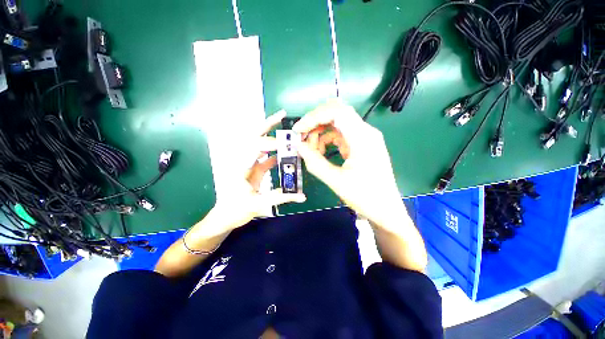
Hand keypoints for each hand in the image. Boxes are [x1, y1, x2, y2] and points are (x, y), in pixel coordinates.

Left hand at [211, 110, 305, 229]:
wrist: (225, 217)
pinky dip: (275, 153)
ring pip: (260, 145)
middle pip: (255, 137)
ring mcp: (250, 164)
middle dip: (268, 125)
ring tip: (287, 132)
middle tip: (283, 116)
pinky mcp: (254, 169)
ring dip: (273, 136)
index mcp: (241, 166)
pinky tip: (285, 154)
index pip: (255, 146)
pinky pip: (266, 157)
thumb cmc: (235, 210)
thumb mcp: (258, 204)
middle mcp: (244, 160)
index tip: (285, 142)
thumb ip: (281, 198)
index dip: (270, 141)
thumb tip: (302, 196)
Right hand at [293, 100, 404, 228]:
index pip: (336, 111)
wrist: (385, 210)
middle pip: (336, 113)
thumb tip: (298, 146)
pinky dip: (327, 140)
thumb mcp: (336, 180)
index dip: (314, 117)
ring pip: (337, 123)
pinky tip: (321, 152)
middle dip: (316, 122)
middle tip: (302, 137)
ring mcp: (363, 138)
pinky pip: (340, 135)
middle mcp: (365, 132)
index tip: (298, 130)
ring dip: (320, 132)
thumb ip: (315, 162)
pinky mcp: (360, 145)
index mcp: (362, 137)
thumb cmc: (365, 197)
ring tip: (311, 150)